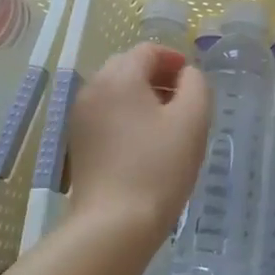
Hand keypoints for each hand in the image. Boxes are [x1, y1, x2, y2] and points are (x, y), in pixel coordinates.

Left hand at [66, 43, 210, 249]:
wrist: (114, 224)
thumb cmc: (159, 166)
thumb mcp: (193, 119)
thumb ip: (196, 84)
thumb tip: (186, 74)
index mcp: (119, 77)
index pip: (148, 50)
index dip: (174, 59)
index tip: (192, 80)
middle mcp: (93, 89)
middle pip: (127, 66)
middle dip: (157, 75)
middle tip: (183, 99)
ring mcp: (80, 117)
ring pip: (115, 90)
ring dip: (142, 95)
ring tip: (167, 122)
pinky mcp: (78, 142)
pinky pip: (105, 113)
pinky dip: (126, 115)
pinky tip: (145, 142)